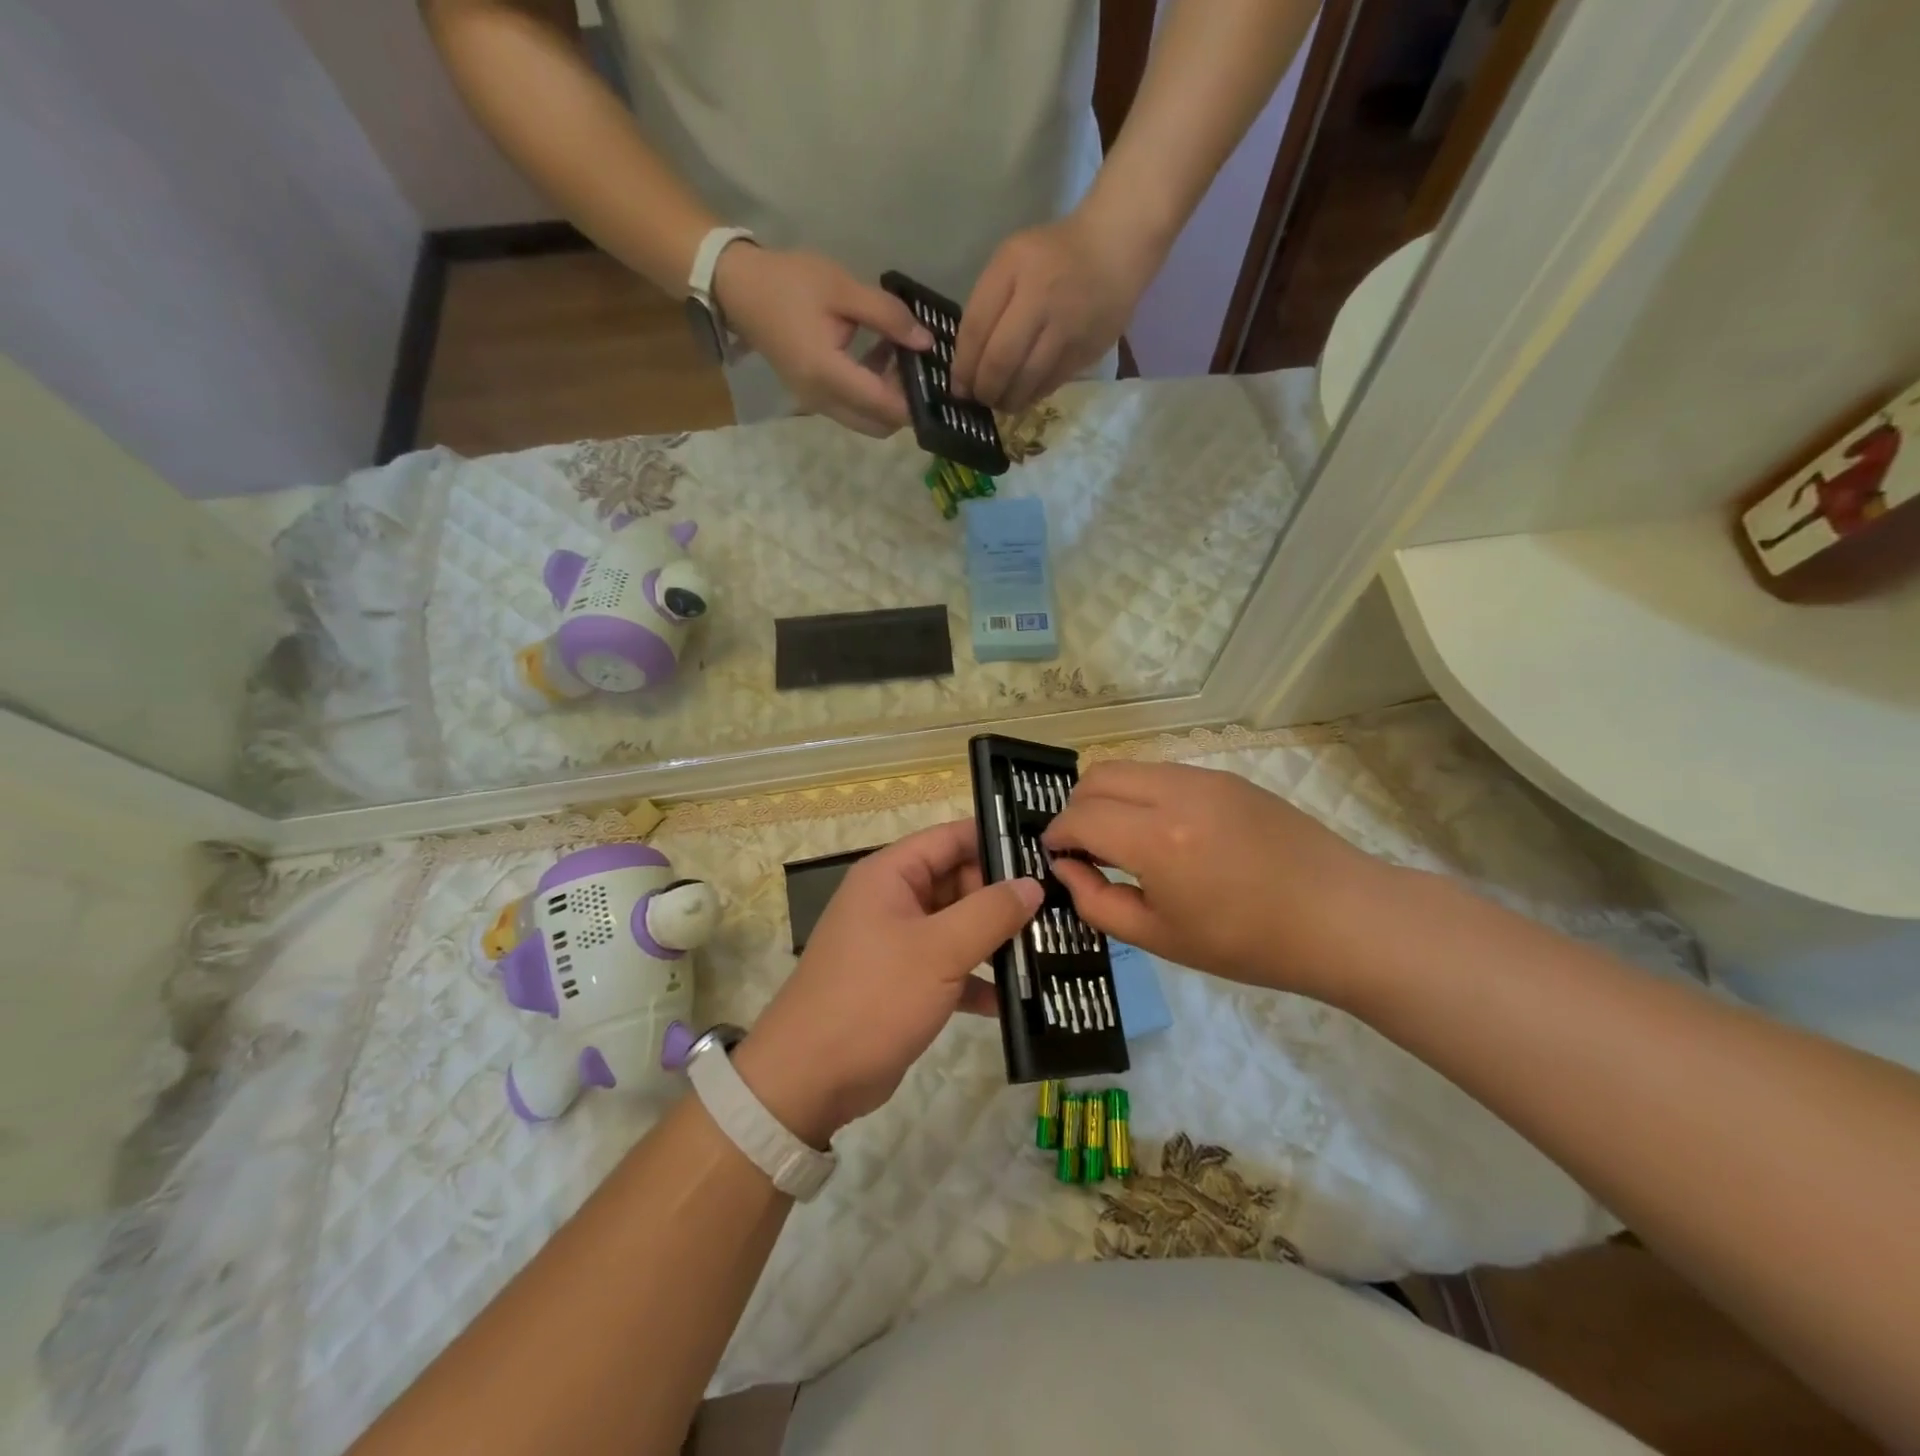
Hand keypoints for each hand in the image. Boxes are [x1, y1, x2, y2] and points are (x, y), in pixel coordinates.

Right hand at [713, 244, 932, 436]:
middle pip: (880, 426)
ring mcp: (817, 405)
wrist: (738, 288)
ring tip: (899, 356)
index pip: (886, 407)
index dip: (916, 400)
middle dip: (905, 405)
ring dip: (888, 400)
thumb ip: (888, 317)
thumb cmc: (789, 282)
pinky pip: (853, 411)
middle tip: (918, 366)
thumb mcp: (843, 288)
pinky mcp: (814, 400)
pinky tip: (879, 357)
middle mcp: (823, 401)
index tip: (936, 377)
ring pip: (868, 422)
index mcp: (829, 375)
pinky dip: (871, 395)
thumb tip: (926, 342)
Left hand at [734, 821, 1042, 1145]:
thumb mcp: (939, 950)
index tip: (1046, 851)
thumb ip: (990, 912)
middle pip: (958, 881)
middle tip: (1060, 907)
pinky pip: (950, 967)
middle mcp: (893, 900)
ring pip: (958, 926)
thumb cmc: (874, 997)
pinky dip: (978, 979)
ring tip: (1052, 947)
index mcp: (891, 875)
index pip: (950, 838)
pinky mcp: (904, 983)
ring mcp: (898, 943)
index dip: (996, 840)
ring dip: (996, 939)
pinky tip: (1017, 999)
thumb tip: (1032, 884)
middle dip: (1003, 896)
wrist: (810, 1078)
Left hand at [952, 209, 1157, 414]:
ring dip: (1006, 400)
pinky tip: (1023, 395)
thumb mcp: (1011, 262)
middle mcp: (1040, 298)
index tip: (958, 386)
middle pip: (1000, 361)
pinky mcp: (1085, 351)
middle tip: (978, 399)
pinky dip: (1031, 395)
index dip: (963, 366)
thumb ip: (987, 305)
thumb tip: (968, 364)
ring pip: (1026, 381)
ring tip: (999, 402)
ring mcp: (1066, 328)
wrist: (1115, 247)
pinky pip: (1050, 384)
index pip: (976, 329)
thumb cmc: (1052, 255)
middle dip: (983, 389)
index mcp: (1014, 268)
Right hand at [1042, 762, 1396, 1000]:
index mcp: (1156, 839)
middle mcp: (1175, 793)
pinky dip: (1144, 794)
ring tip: (1123, 841)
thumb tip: (1066, 870)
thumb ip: (1098, 902)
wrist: (1342, 917)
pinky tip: (1165, 833)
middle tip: (1084, 848)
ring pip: (1130, 768)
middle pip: (1097, 776)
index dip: (1056, 835)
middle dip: (1076, 808)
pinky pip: (1164, 774)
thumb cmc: (1248, 943)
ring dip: (1110, 797)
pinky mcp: (1227, 778)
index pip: (1079, 817)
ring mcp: (1205, 778)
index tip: (1054, 856)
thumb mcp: (1160, 938)